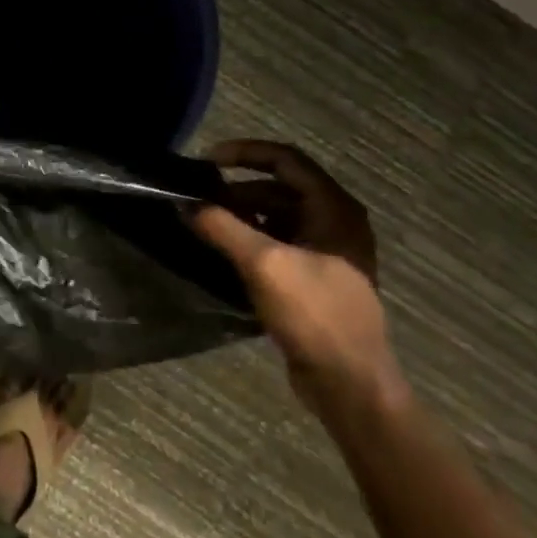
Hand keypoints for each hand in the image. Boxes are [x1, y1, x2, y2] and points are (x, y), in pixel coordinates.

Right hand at [192, 140, 405, 419]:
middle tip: (200, 198)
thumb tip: (185, 204)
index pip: (286, 160)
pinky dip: (251, 240)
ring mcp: (328, 252)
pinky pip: (279, 243)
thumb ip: (222, 227)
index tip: (206, 160)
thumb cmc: (314, 314)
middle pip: (280, 188)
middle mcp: (336, 222)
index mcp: (334, 209)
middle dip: (237, 189)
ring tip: (206, 224)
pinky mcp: (316, 278)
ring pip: (278, 216)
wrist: (351, 385)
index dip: (245, 152)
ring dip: (242, 215)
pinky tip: (224, 252)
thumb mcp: (263, 264)